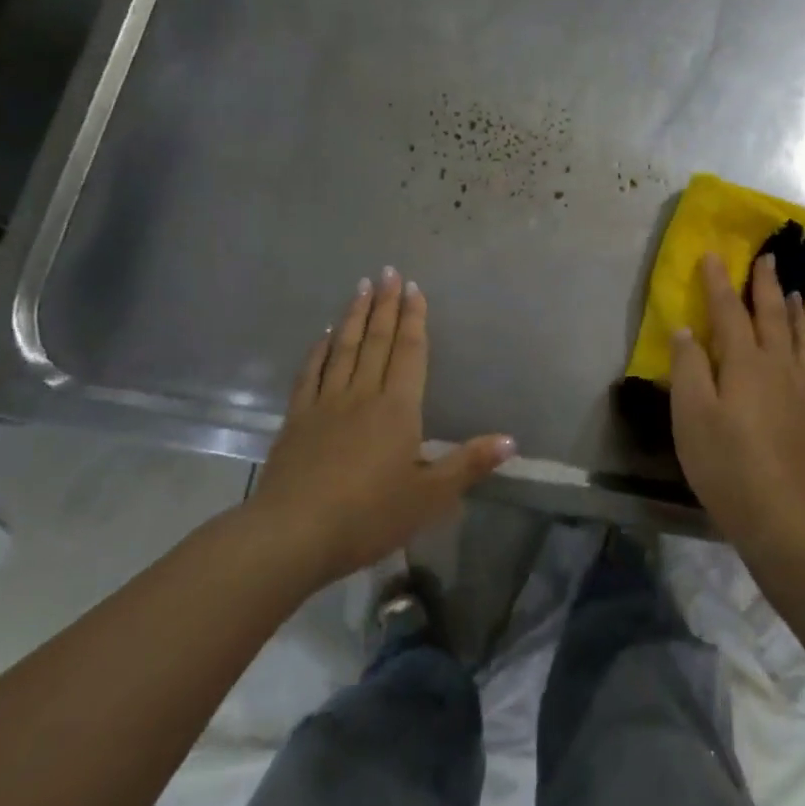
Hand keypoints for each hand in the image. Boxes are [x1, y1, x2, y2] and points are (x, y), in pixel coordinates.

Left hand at [246, 269, 514, 589]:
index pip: (409, 352)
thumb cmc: (368, 516)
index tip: (414, 288)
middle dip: (385, 304)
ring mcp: (326, 403)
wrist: (293, 534)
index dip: (414, 318)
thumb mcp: (429, 498)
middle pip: (377, 340)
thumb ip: (468, 464)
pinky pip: (311, 374)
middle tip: (389, 271)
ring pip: (344, 348)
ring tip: (361, 286)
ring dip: (355, 316)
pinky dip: (319, 350)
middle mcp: (362, 394)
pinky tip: (323, 336)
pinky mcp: (297, 419)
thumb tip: (511, 440)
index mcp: (398, 408)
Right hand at [670, 252, 804, 546]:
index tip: (714, 255)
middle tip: (769, 258)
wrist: (778, 516)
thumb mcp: (690, 414)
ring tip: (796, 296)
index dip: (719, 282)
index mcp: (746, 363)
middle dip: (767, 285)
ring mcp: (802, 393)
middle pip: (774, 317)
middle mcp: (779, 368)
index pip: (730, 311)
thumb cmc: (724, 462)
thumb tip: (686, 330)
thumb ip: (688, 367)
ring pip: (803, 341)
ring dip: (798, 314)